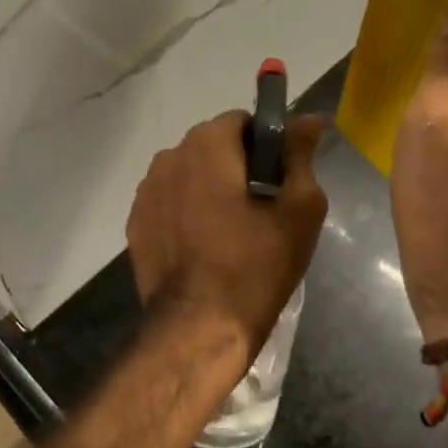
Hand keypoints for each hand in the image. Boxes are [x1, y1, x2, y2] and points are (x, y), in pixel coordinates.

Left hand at [127, 111, 329, 358]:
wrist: (198, 328)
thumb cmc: (255, 266)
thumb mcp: (298, 209)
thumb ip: (301, 155)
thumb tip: (311, 119)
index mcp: (206, 144)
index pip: (243, 122)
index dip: (268, 145)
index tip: (282, 179)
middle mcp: (168, 156)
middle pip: (213, 147)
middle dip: (239, 167)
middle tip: (264, 208)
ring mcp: (146, 191)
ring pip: (189, 175)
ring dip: (210, 189)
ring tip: (233, 231)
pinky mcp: (136, 223)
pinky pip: (170, 203)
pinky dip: (187, 213)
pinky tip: (205, 246)